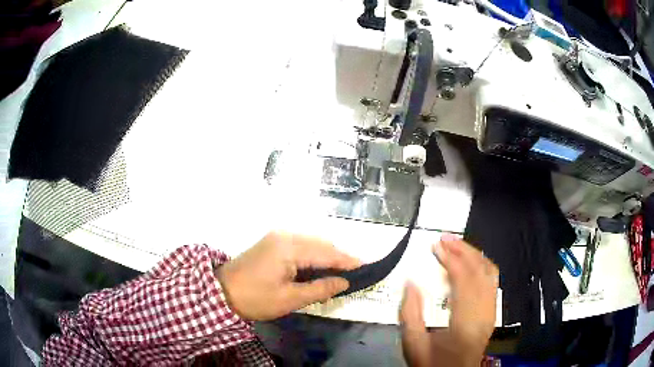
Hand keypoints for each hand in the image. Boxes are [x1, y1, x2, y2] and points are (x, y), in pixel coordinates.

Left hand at [216, 231, 360, 320]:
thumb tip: (345, 282)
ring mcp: (277, 237)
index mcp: (290, 247)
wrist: (220, 292)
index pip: (327, 253)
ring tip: (338, 275)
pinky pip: (300, 246)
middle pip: (321, 245)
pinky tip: (317, 270)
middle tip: (354, 275)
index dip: (348, 261)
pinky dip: (313, 257)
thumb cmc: (255, 298)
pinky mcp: (272, 242)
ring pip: (312, 244)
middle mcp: (285, 236)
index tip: (367, 267)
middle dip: (339, 259)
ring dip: (326, 257)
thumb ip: (320, 288)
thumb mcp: (290, 299)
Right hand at [400, 234, 498, 366]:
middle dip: (463, 250)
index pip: (463, 280)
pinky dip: (482, 265)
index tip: (436, 246)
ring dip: (474, 255)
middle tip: (445, 238)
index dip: (450, 258)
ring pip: (489, 273)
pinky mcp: (492, 312)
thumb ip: (410, 313)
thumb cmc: (432, 363)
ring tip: (457, 244)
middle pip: (480, 271)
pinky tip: (471, 261)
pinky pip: (492, 281)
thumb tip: (410, 281)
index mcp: (465, 322)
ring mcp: (491, 311)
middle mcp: (484, 313)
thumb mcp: (413, 344)